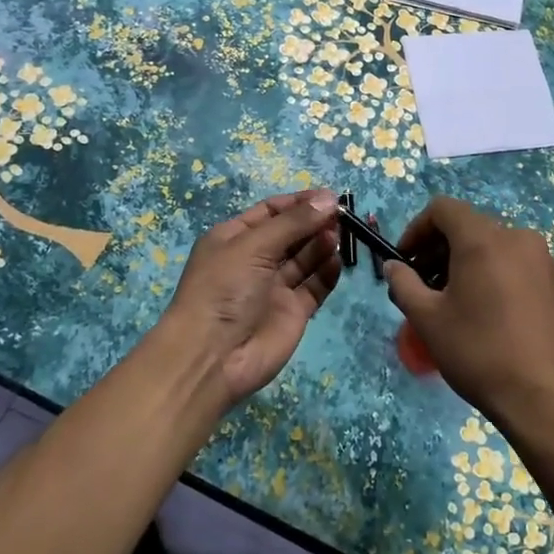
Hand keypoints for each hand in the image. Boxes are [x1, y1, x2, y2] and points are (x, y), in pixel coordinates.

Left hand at [161, 189, 341, 406]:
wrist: (213, 357)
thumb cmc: (224, 289)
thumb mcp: (253, 246)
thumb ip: (294, 222)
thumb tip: (329, 198)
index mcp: (235, 238)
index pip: (272, 211)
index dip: (299, 202)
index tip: (329, 196)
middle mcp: (256, 260)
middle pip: (292, 233)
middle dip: (315, 222)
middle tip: (341, 215)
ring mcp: (275, 287)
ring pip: (306, 258)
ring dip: (322, 244)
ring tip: (338, 236)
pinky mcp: (293, 312)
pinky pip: (315, 286)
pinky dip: (327, 273)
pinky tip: (336, 261)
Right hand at [384, 197, 553, 446]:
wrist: (546, 401)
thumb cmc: (479, 353)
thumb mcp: (428, 320)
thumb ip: (404, 284)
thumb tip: (394, 266)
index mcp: (484, 239)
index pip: (444, 208)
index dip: (417, 228)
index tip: (406, 260)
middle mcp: (519, 238)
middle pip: (471, 227)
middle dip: (441, 249)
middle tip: (425, 285)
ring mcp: (547, 262)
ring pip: (498, 248)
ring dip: (470, 263)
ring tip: (458, 303)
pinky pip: (522, 269)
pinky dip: (499, 278)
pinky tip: (493, 317)